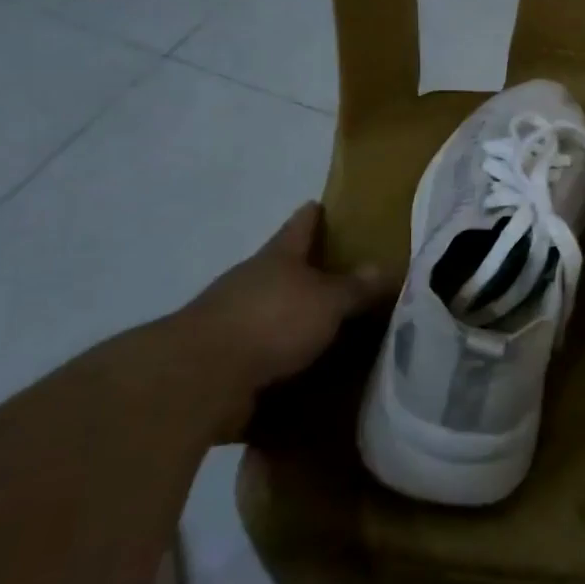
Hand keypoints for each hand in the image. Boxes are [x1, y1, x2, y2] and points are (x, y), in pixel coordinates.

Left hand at [184, 202, 392, 437]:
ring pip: (273, 307)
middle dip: (309, 269)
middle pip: (284, 266)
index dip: (313, 215)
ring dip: (295, 314)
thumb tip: (384, 267)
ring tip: (330, 324)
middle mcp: (252, 281)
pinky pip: (263, 347)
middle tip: (344, 273)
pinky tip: (306, 363)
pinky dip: (283, 352)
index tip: (321, 204)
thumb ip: (355, 287)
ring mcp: (234, 318)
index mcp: (278, 257)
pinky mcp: (225, 357)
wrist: (200, 378)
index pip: (299, 225)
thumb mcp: (327, 301)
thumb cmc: (272, 321)